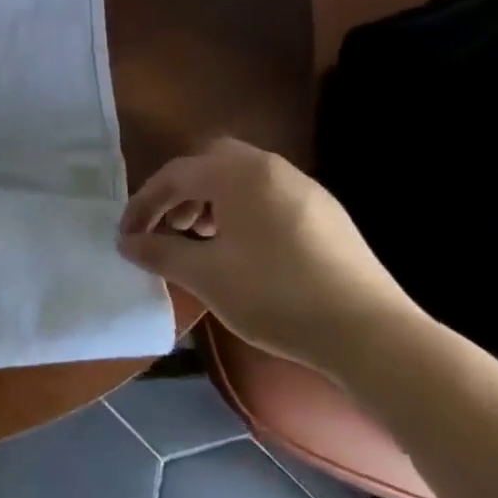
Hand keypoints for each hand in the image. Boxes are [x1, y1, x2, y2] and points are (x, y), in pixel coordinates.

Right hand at [117, 137, 421, 369]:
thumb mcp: (204, 275)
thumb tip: (127, 242)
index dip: (143, 204)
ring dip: (209, 202)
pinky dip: (239, 212)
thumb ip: (158, 251)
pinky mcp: (326, 216)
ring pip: (241, 179)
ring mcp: (306, 190)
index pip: (175, 175)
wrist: (371, 334)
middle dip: (179, 192)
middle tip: (166, 226)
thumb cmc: (274, 295)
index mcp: (240, 175)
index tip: (126, 236)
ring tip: (198, 240)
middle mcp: (274, 170)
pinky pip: (267, 197)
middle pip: (210, 163)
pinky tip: (239, 251)